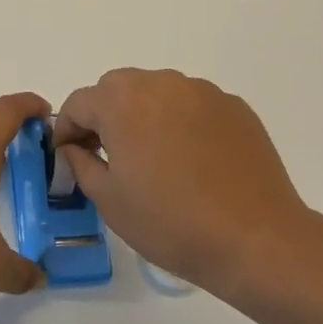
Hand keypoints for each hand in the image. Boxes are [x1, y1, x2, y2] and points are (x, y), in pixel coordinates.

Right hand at [55, 69, 319, 302]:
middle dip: (105, 117)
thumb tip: (75, 149)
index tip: (68, 156)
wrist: (255, 239)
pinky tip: (192, 162)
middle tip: (109, 157)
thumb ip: (80, 163)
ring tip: (154, 160)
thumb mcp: (108, 199)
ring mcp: (202, 92)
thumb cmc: (170, 222)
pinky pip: (192, 107)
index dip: (66, 130)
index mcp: (121, 101)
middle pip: (117, 90)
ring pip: (157, 94)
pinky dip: (181, 124)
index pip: (78, 103)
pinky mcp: (234, 107)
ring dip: (144, 116)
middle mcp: (160, 84)